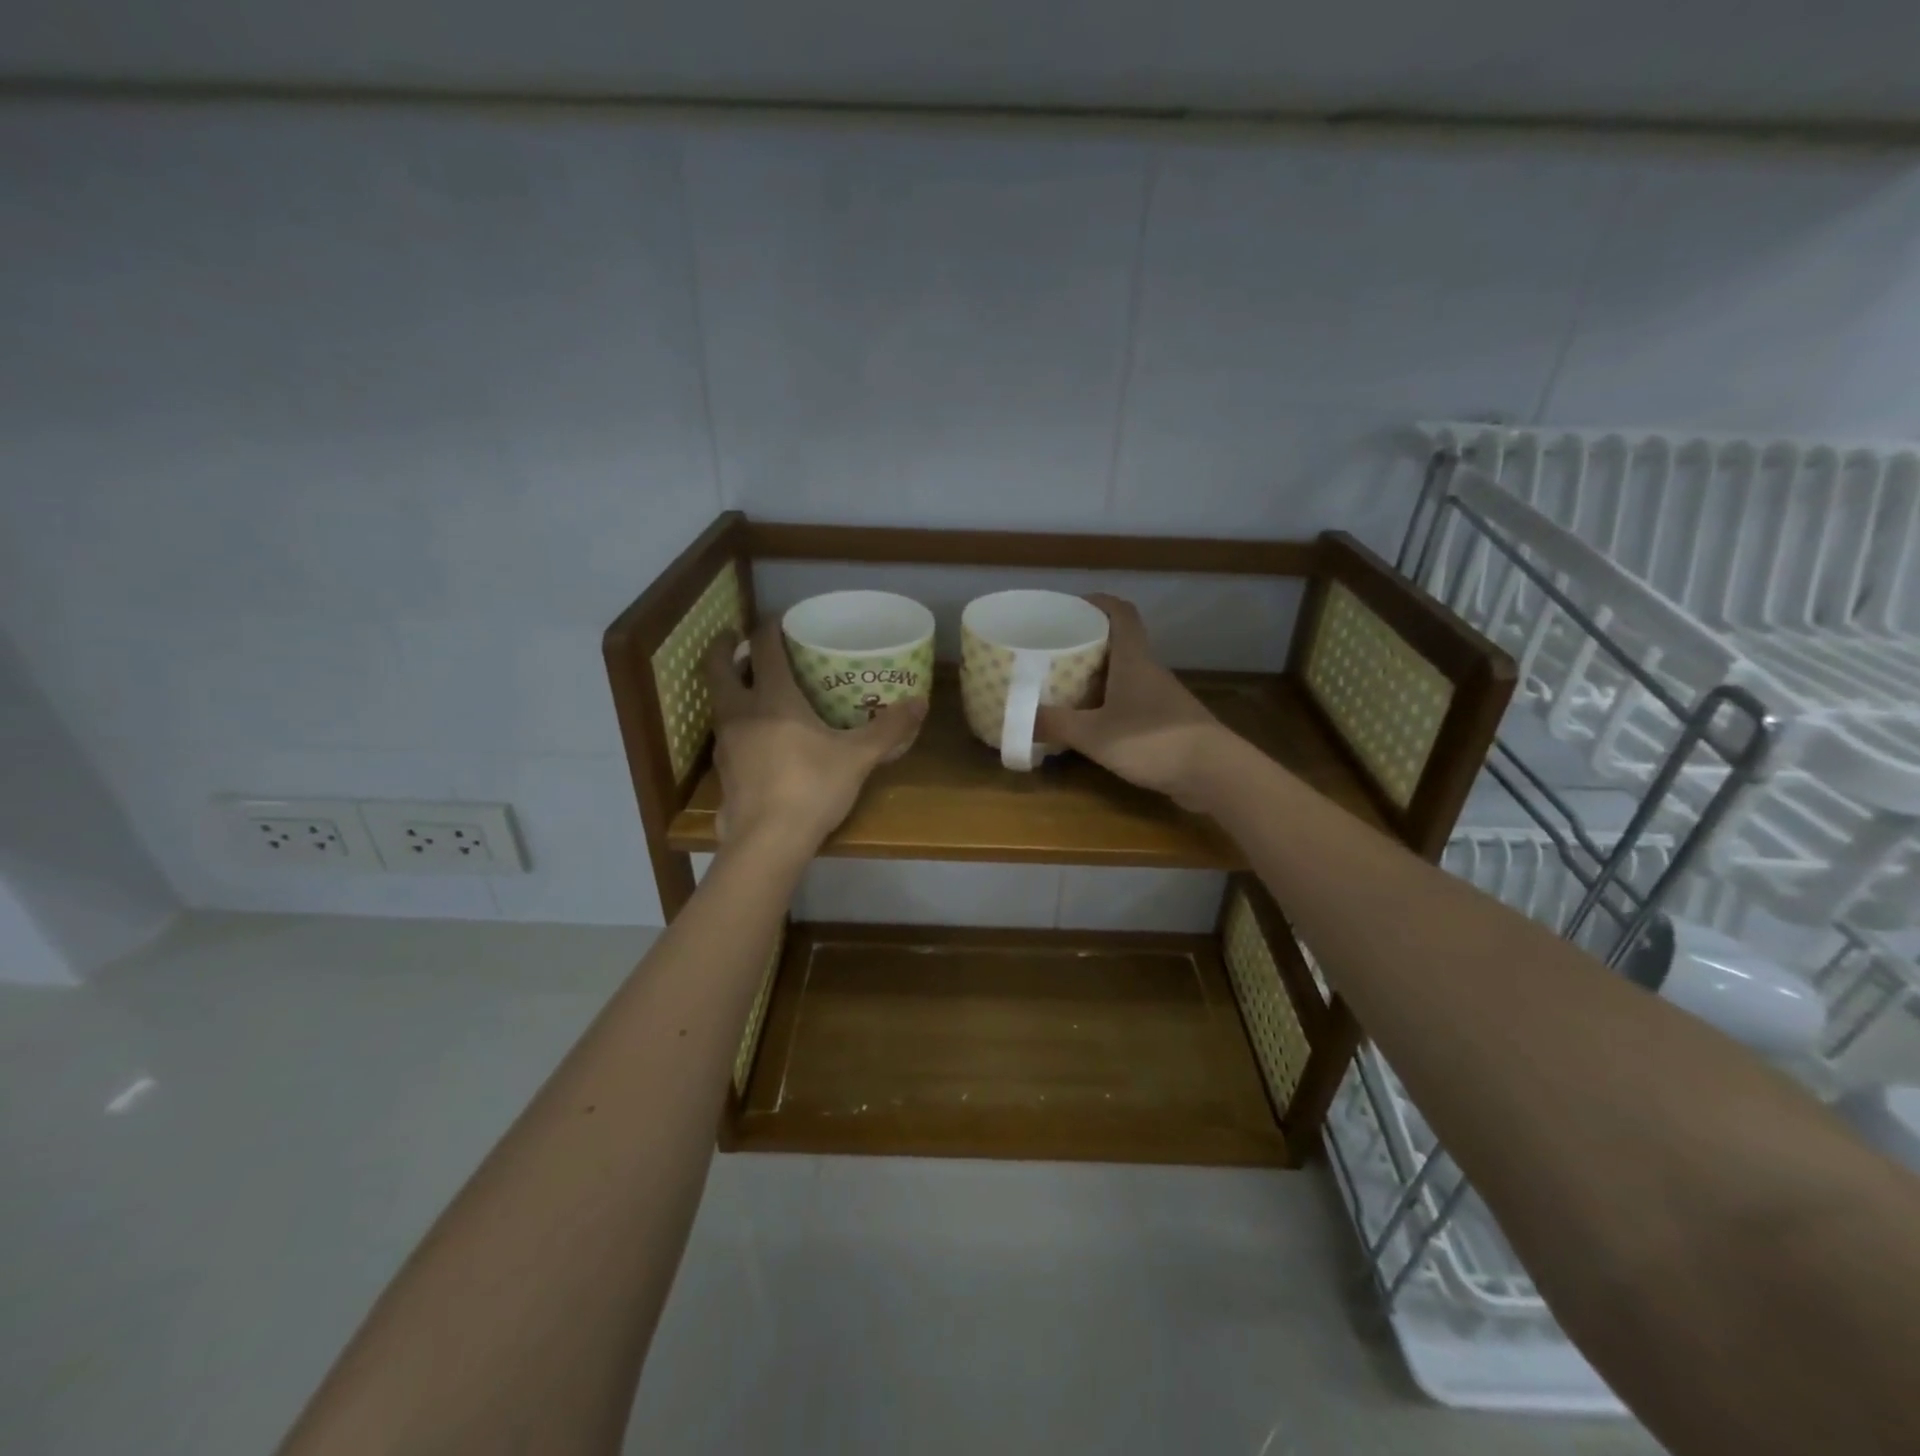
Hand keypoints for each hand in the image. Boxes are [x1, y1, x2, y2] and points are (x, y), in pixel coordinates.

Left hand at [701, 622, 926, 856]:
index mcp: (773, 700)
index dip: (768, 628)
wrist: (768, 842)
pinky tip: (756, 735)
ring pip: (719, 702)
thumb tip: (920, 703)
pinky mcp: (724, 771)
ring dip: (729, 685)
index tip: (776, 619)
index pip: (763, 649)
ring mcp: (726, 743)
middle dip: (724, 648)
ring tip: (749, 685)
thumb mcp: (858, 757)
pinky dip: (736, 720)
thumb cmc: (812, 788)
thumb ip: (888, 729)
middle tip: (734, 638)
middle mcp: (741, 713)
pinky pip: (726, 732)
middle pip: (718, 669)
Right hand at [1034, 594, 1237, 809]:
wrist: (1214, 773)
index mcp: (1134, 661)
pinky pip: (1134, 702)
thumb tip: (1019, 719)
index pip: (1122, 613)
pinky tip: (1095, 724)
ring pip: (1127, 675)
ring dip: (1100, 677)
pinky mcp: (1169, 723)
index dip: (1098, 602)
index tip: (1072, 606)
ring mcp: (1163, 698)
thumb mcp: (1094, 735)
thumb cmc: (1152, 741)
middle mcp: (1150, 672)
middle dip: (1089, 643)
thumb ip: (1056, 725)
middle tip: (1056, 652)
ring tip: (1068, 688)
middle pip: (1121, 644)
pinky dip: (1112, 704)